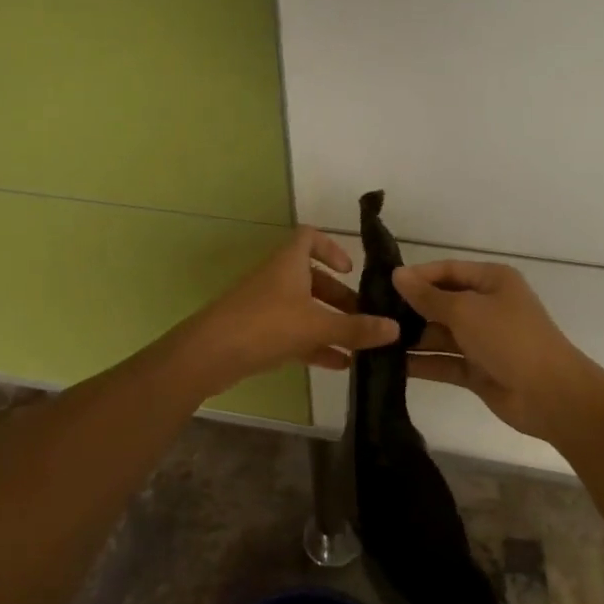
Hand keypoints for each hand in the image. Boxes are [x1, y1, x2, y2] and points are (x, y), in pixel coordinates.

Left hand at [173, 227, 400, 387]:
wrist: (209, 355)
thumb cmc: (265, 325)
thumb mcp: (316, 325)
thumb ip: (356, 328)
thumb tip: (395, 328)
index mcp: (289, 263)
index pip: (310, 237)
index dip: (332, 248)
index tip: (351, 271)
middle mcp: (278, 278)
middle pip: (313, 279)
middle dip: (341, 298)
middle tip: (366, 318)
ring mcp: (266, 306)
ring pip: (305, 309)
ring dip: (331, 324)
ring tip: (360, 346)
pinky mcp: (258, 333)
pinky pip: (294, 334)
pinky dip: (316, 345)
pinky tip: (340, 365)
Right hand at [393, 260, 603, 440]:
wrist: (551, 395)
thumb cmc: (510, 339)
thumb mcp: (466, 310)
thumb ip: (428, 296)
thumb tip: (397, 275)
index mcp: (492, 281)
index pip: (447, 271)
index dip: (417, 276)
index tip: (382, 284)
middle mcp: (487, 306)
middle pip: (441, 302)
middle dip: (410, 309)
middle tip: (371, 314)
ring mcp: (482, 339)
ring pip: (440, 333)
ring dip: (412, 338)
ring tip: (374, 340)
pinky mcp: (477, 369)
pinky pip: (443, 361)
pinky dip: (421, 363)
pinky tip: (389, 365)